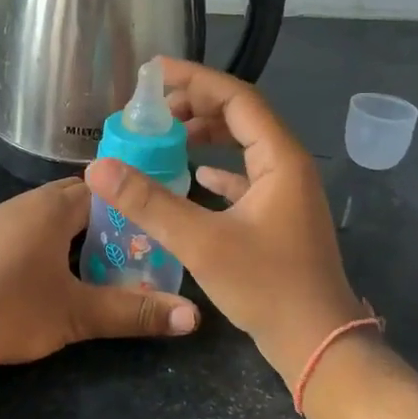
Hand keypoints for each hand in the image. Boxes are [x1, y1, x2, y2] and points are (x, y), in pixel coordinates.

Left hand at [0, 177, 198, 371]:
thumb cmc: (11, 311)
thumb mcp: (78, 315)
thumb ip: (134, 312)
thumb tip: (193, 317)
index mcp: (50, 207)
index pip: (99, 191)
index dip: (124, 208)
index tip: (143, 232)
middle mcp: (18, 202)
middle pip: (67, 199)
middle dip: (95, 220)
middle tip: (119, 252)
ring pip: (34, 213)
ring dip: (59, 230)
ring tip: (78, 262)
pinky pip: (6, 228)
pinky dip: (26, 240)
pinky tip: (26, 269)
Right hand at [85, 59, 367, 383]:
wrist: (318, 345)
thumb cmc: (267, 287)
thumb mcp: (201, 242)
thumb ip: (149, 202)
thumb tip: (99, 166)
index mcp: (280, 158)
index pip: (236, 98)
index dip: (195, 79)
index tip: (154, 73)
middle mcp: (288, 165)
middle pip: (240, 116)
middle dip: (196, 105)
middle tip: (152, 109)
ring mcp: (287, 191)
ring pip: (244, 145)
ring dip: (207, 134)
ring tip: (166, 135)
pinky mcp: (280, 216)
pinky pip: (246, 175)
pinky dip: (219, 168)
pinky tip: (193, 175)